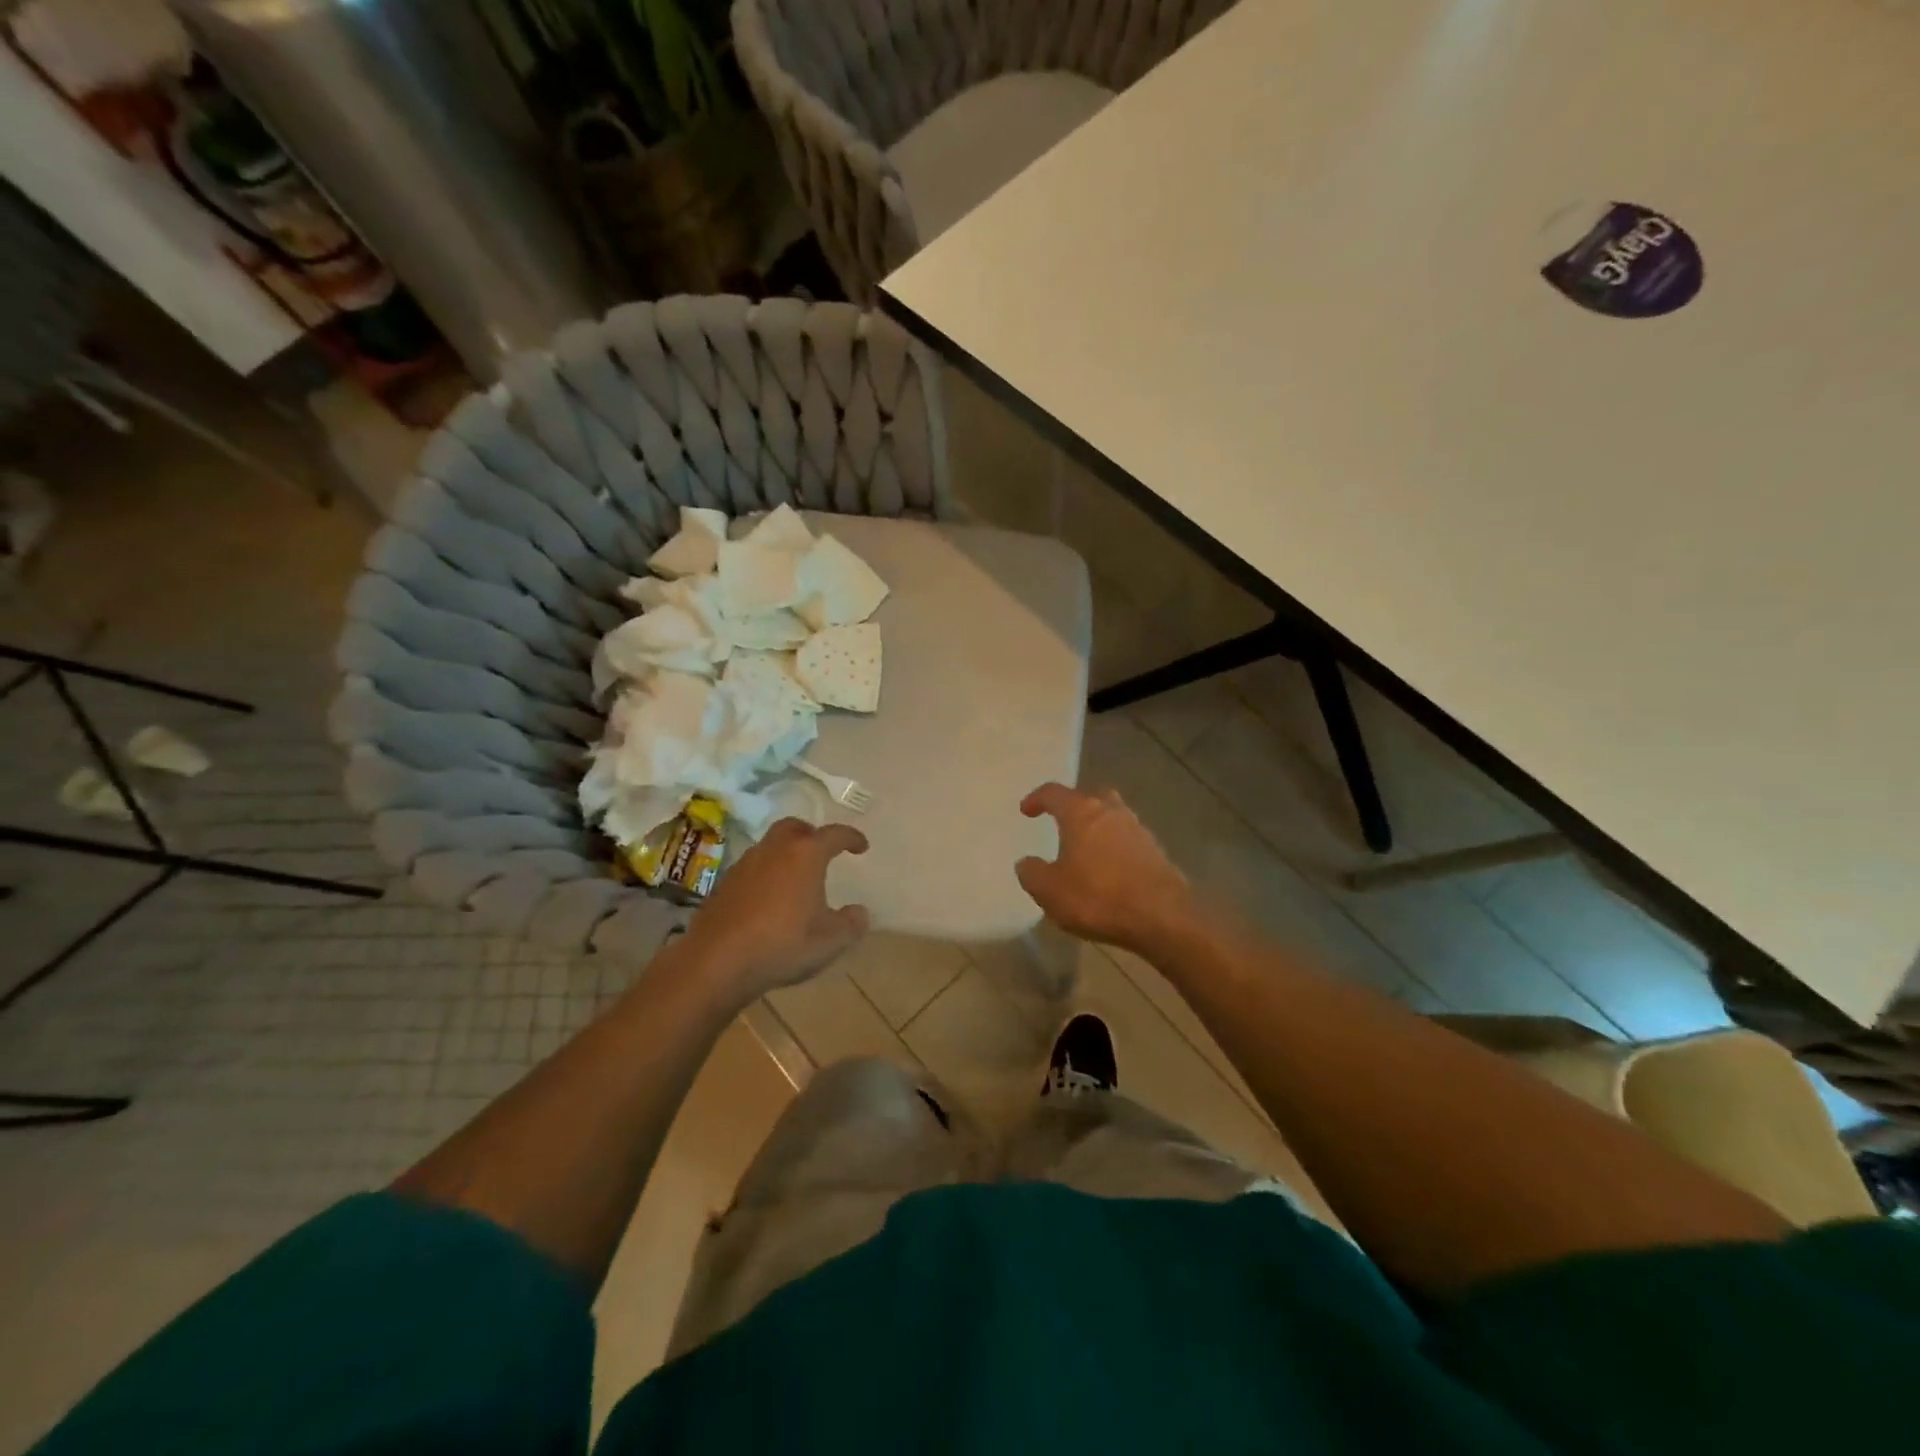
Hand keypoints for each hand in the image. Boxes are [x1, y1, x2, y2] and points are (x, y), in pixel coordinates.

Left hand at [680, 819, 870, 1000]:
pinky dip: (766, 874)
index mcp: (805, 855)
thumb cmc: (782, 944)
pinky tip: (769, 899)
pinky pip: (752, 868)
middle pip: (795, 827)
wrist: (716, 962)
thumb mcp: (830, 941)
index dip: (851, 838)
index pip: (834, 835)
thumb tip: (859, 912)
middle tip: (822, 851)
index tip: (862, 847)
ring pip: (770, 846)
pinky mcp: (724, 884)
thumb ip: (851, 923)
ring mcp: (745, 865)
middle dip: (812, 834)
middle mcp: (774, 850)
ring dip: (786, 854)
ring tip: (796, 878)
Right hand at [1015, 783, 1193, 952]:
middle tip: (1062, 824)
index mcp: (1081, 813)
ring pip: (1112, 818)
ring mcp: (1138, 830)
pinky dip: (1115, 849)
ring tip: (1085, 852)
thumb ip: (1032, 873)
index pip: (1053, 793)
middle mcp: (1111, 812)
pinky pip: (1128, 841)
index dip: (1037, 799)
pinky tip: (1109, 870)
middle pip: (1090, 798)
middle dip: (1074, 807)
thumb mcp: (1050, 891)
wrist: (1163, 917)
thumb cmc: (1098, 897)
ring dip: (1097, 829)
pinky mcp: (1156, 852)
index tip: (1026, 811)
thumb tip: (1026, 862)